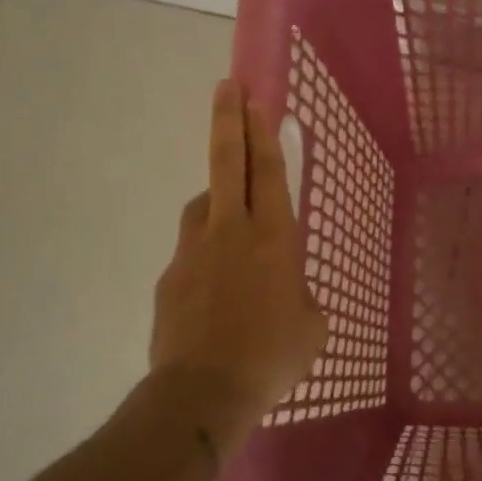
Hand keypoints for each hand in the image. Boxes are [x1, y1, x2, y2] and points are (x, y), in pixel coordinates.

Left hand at [148, 80, 326, 440]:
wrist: (203, 392)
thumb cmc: (272, 356)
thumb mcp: (311, 326)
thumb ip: (300, 294)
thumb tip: (284, 288)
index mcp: (274, 239)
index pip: (269, 172)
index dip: (263, 133)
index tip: (254, 98)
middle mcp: (231, 232)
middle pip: (228, 164)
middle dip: (229, 121)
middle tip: (227, 88)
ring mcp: (193, 251)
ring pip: (204, 206)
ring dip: (217, 199)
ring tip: (231, 222)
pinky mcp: (170, 277)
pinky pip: (191, 252)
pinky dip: (205, 257)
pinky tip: (215, 292)